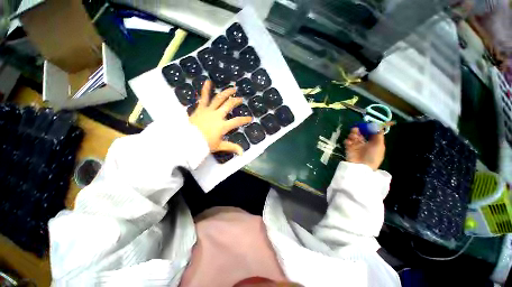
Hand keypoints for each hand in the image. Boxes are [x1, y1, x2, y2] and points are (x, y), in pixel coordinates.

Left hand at [189, 80, 251, 154]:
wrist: (188, 141)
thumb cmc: (205, 144)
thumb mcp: (220, 146)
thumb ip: (232, 147)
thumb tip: (242, 154)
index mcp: (223, 125)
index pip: (237, 121)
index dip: (245, 119)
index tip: (250, 118)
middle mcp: (218, 115)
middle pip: (229, 105)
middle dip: (236, 101)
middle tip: (240, 99)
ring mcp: (209, 110)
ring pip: (219, 98)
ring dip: (227, 92)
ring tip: (232, 88)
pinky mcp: (201, 108)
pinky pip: (203, 97)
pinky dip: (206, 89)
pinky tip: (208, 81)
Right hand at [344, 127, 384, 170]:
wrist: (361, 167)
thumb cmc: (373, 156)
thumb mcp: (379, 145)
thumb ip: (378, 135)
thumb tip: (376, 125)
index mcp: (373, 143)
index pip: (370, 133)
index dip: (368, 128)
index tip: (366, 124)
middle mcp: (364, 143)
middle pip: (361, 134)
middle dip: (359, 130)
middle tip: (356, 128)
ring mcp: (356, 146)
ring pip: (353, 137)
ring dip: (353, 135)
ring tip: (353, 136)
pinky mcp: (348, 148)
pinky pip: (347, 142)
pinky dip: (347, 140)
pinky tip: (349, 142)